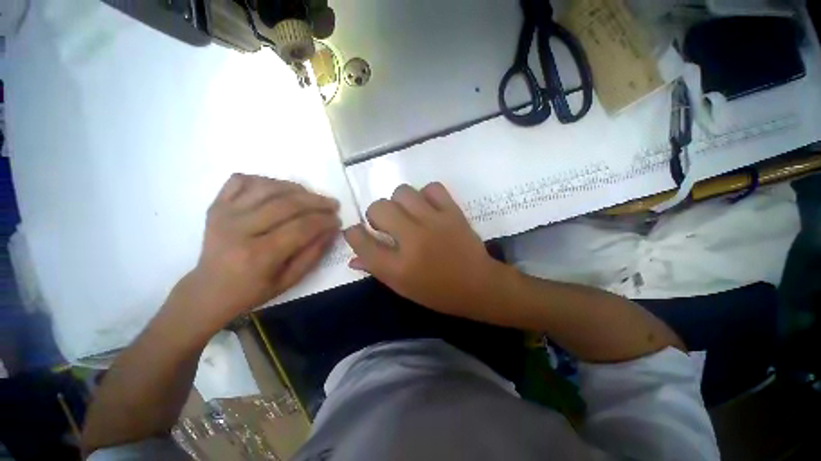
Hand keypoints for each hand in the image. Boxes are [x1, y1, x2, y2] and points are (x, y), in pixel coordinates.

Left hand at [178, 174, 340, 328]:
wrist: (208, 290)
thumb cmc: (252, 290)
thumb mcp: (289, 281)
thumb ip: (313, 254)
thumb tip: (331, 230)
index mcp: (258, 255)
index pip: (301, 228)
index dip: (324, 221)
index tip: (337, 220)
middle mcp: (239, 230)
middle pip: (286, 204)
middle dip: (316, 202)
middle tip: (332, 204)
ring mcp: (224, 214)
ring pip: (267, 188)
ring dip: (296, 188)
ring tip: (311, 196)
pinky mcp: (216, 205)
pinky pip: (242, 180)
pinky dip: (264, 180)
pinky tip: (279, 190)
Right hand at [344, 183, 504, 318]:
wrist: (479, 285)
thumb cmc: (438, 292)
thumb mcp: (403, 287)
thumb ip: (376, 269)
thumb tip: (353, 258)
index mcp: (398, 267)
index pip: (361, 241)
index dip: (353, 233)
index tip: (357, 231)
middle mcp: (413, 240)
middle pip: (378, 208)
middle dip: (375, 214)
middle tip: (387, 223)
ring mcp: (434, 222)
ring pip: (402, 192)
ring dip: (399, 202)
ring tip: (407, 213)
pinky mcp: (453, 212)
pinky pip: (432, 188)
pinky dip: (426, 194)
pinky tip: (428, 207)